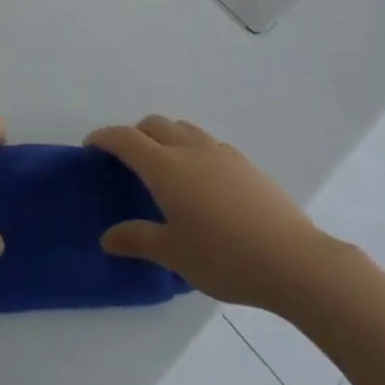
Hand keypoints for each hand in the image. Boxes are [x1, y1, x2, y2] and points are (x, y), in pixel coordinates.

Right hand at [87, 116, 336, 312]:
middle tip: (127, 162)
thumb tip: (107, 237)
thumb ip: (137, 239)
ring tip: (164, 168)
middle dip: (134, 134)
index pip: (125, 138)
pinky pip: (207, 143)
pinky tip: (202, 183)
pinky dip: (191, 149)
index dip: (104, 138)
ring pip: (182, 128)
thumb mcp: (174, 254)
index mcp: (165, 167)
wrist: (293, 260)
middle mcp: (189, 148)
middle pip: (153, 124)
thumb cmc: (224, 257)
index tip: (91, 146)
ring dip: (164, 137)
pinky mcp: (245, 163)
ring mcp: (220, 152)